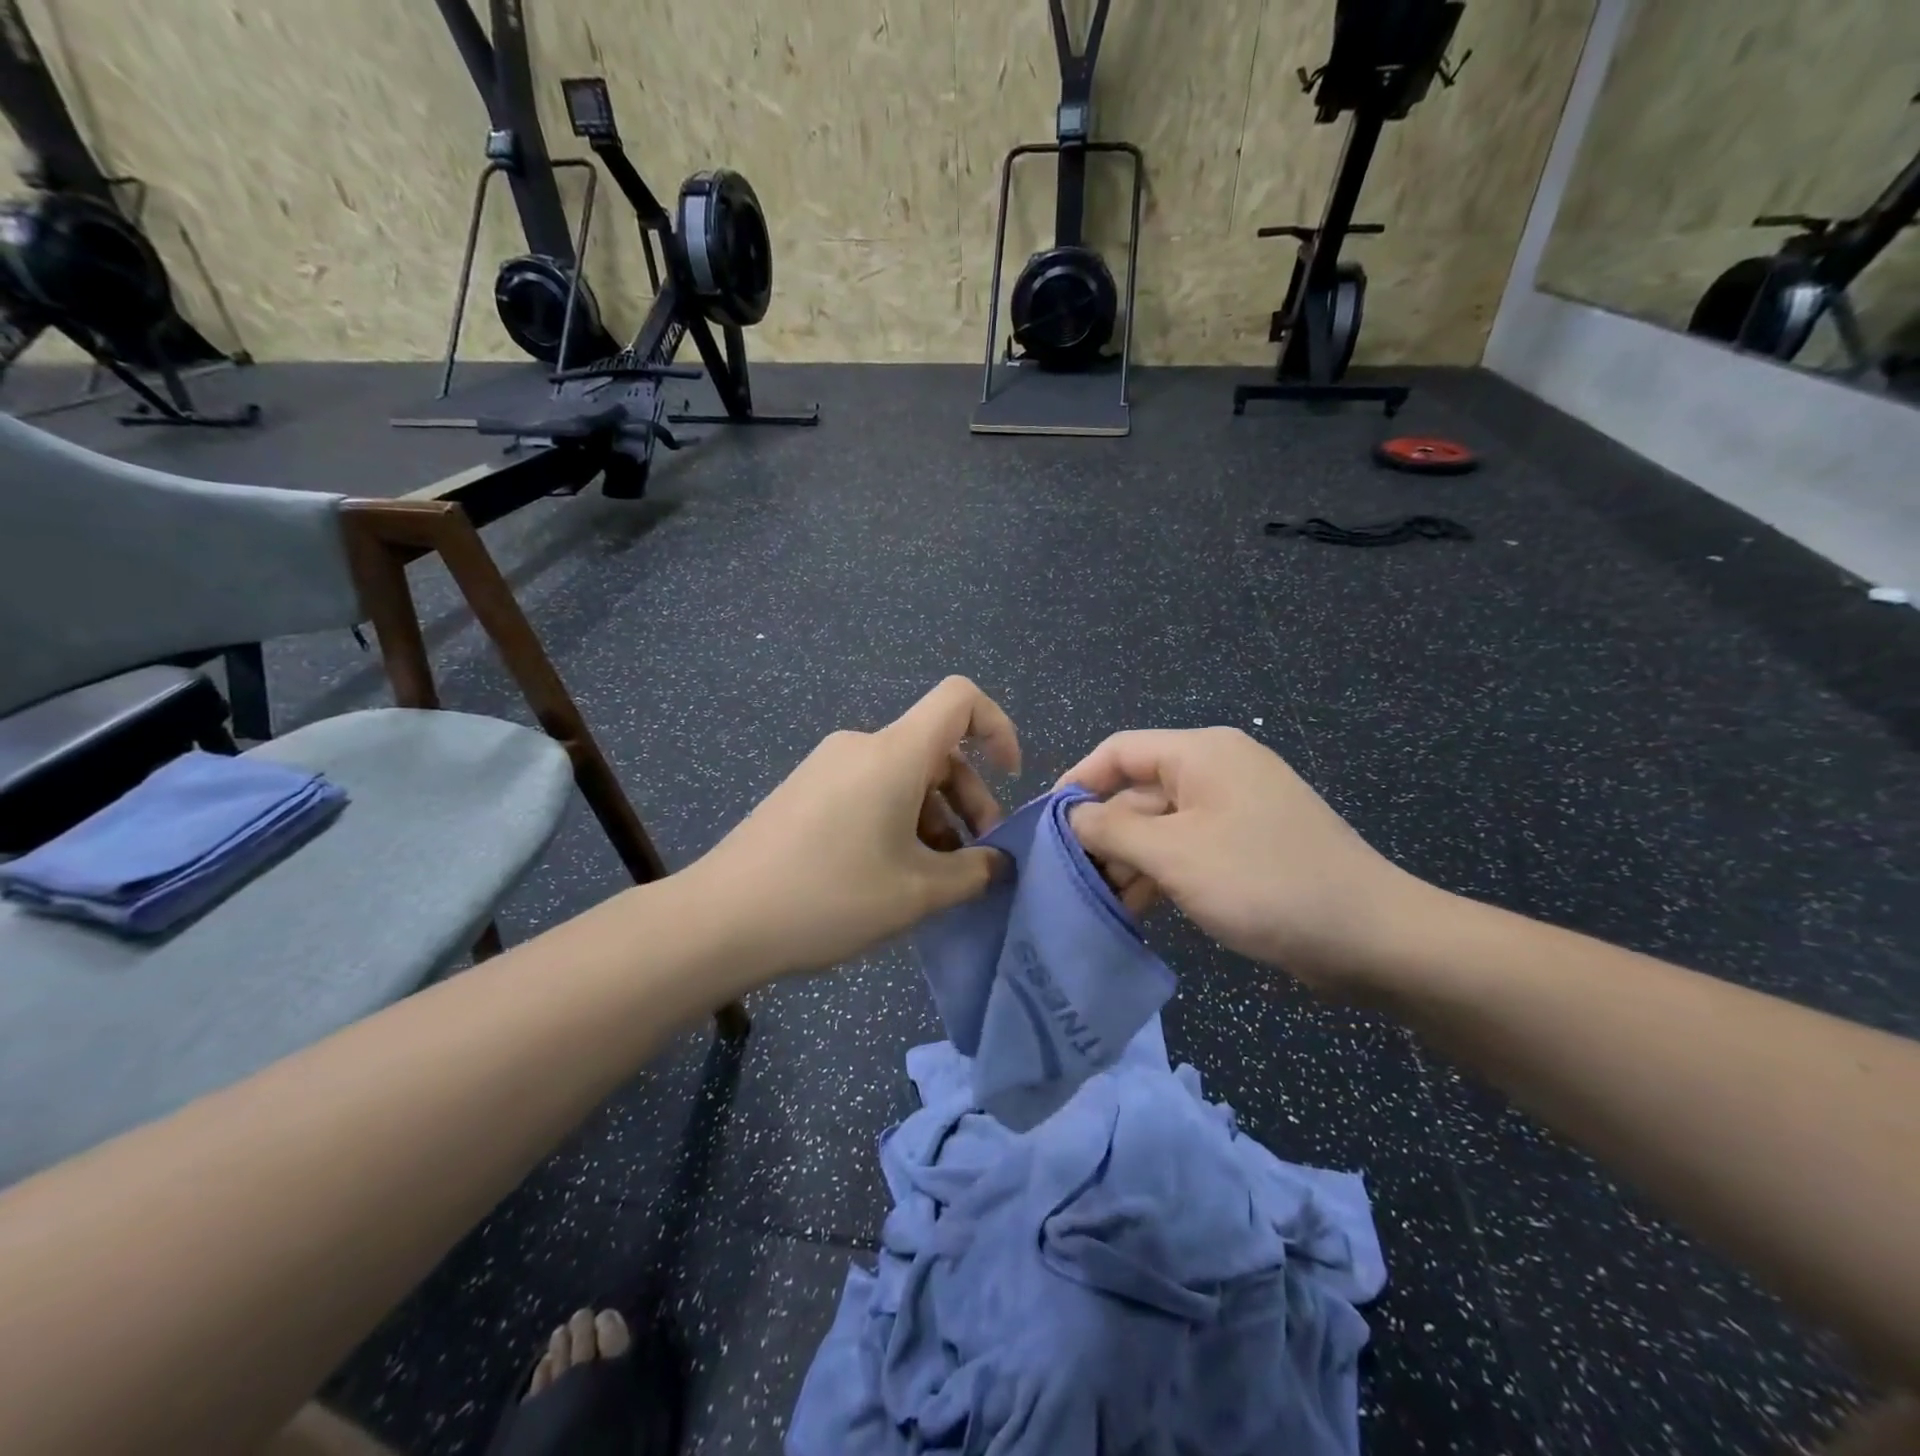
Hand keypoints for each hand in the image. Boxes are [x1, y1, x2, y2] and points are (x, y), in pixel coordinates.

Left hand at [688, 676, 1019, 977]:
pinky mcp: (805, 791)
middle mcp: (861, 746)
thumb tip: (997, 862)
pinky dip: (898, 819)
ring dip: (934, 817)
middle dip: (969, 799)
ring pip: (903, 775)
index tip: (1009, 778)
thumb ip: (973, 872)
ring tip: (936, 877)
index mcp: (894, 754)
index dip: (998, 726)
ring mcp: (827, 766)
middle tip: (976, 859)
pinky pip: (870, 789)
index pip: (960, 698)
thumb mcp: (916, 894)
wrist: (718, 920)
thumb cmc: (829, 897)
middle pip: (936, 749)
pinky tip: (892, 874)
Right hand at [1060, 727, 1430, 993]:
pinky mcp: (1249, 845)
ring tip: (1101, 901)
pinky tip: (1140, 907)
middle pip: (1139, 790)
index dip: (1078, 782)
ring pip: (1162, 825)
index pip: (1119, 751)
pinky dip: (1162, 871)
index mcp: (1200, 753)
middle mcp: (1217, 770)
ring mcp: (1236, 809)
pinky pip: (1190, 847)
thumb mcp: (1173, 855)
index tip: (1046, 824)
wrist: (1371, 937)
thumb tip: (1072, 816)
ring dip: (1130, 859)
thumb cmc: (1262, 881)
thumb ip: (1111, 831)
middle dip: (1104, 833)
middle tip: (1071, 878)